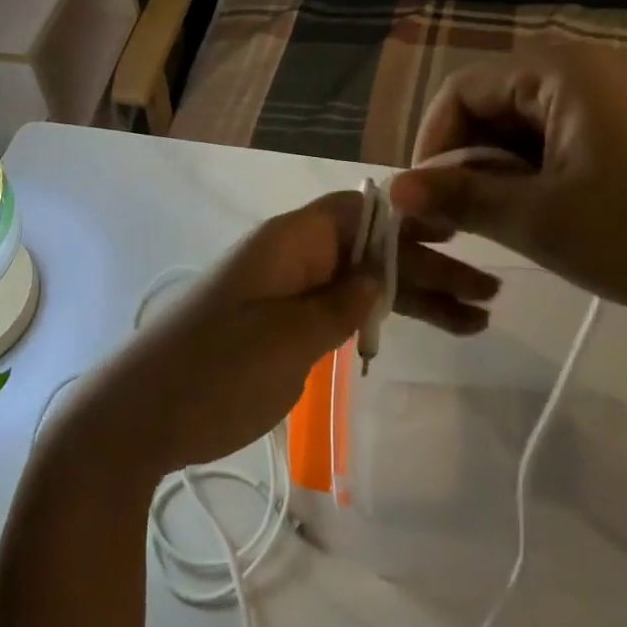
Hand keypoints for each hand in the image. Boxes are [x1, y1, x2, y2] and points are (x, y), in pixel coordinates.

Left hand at [58, 193, 499, 482]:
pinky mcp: (281, 327)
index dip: (408, 215)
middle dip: (427, 266)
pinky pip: (340, 310)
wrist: (138, 417)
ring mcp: (286, 293)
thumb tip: (377, 275)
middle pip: (370, 248)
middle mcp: (292, 257)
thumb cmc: (214, 371)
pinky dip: (379, 319)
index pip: (358, 208)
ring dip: (414, 297)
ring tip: (476, 322)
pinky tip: (417, 331)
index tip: (457, 229)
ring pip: (361, 282)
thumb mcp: (288, 338)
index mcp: (289, 242)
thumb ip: (341, 304)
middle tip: (488, 293)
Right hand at [389, 50, 626, 333]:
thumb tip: (394, 190)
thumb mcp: (537, 220)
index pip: (462, 91)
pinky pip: (555, 138)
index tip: (424, 198)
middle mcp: (583, 70)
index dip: (433, 143)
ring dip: (496, 170)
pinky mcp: (626, 129)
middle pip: (491, 104)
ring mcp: (610, 99)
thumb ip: (458, 198)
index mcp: (560, 72)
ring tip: (492, 222)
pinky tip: (534, 213)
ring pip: (521, 125)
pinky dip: (531, 172)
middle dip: (464, 159)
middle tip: (454, 218)